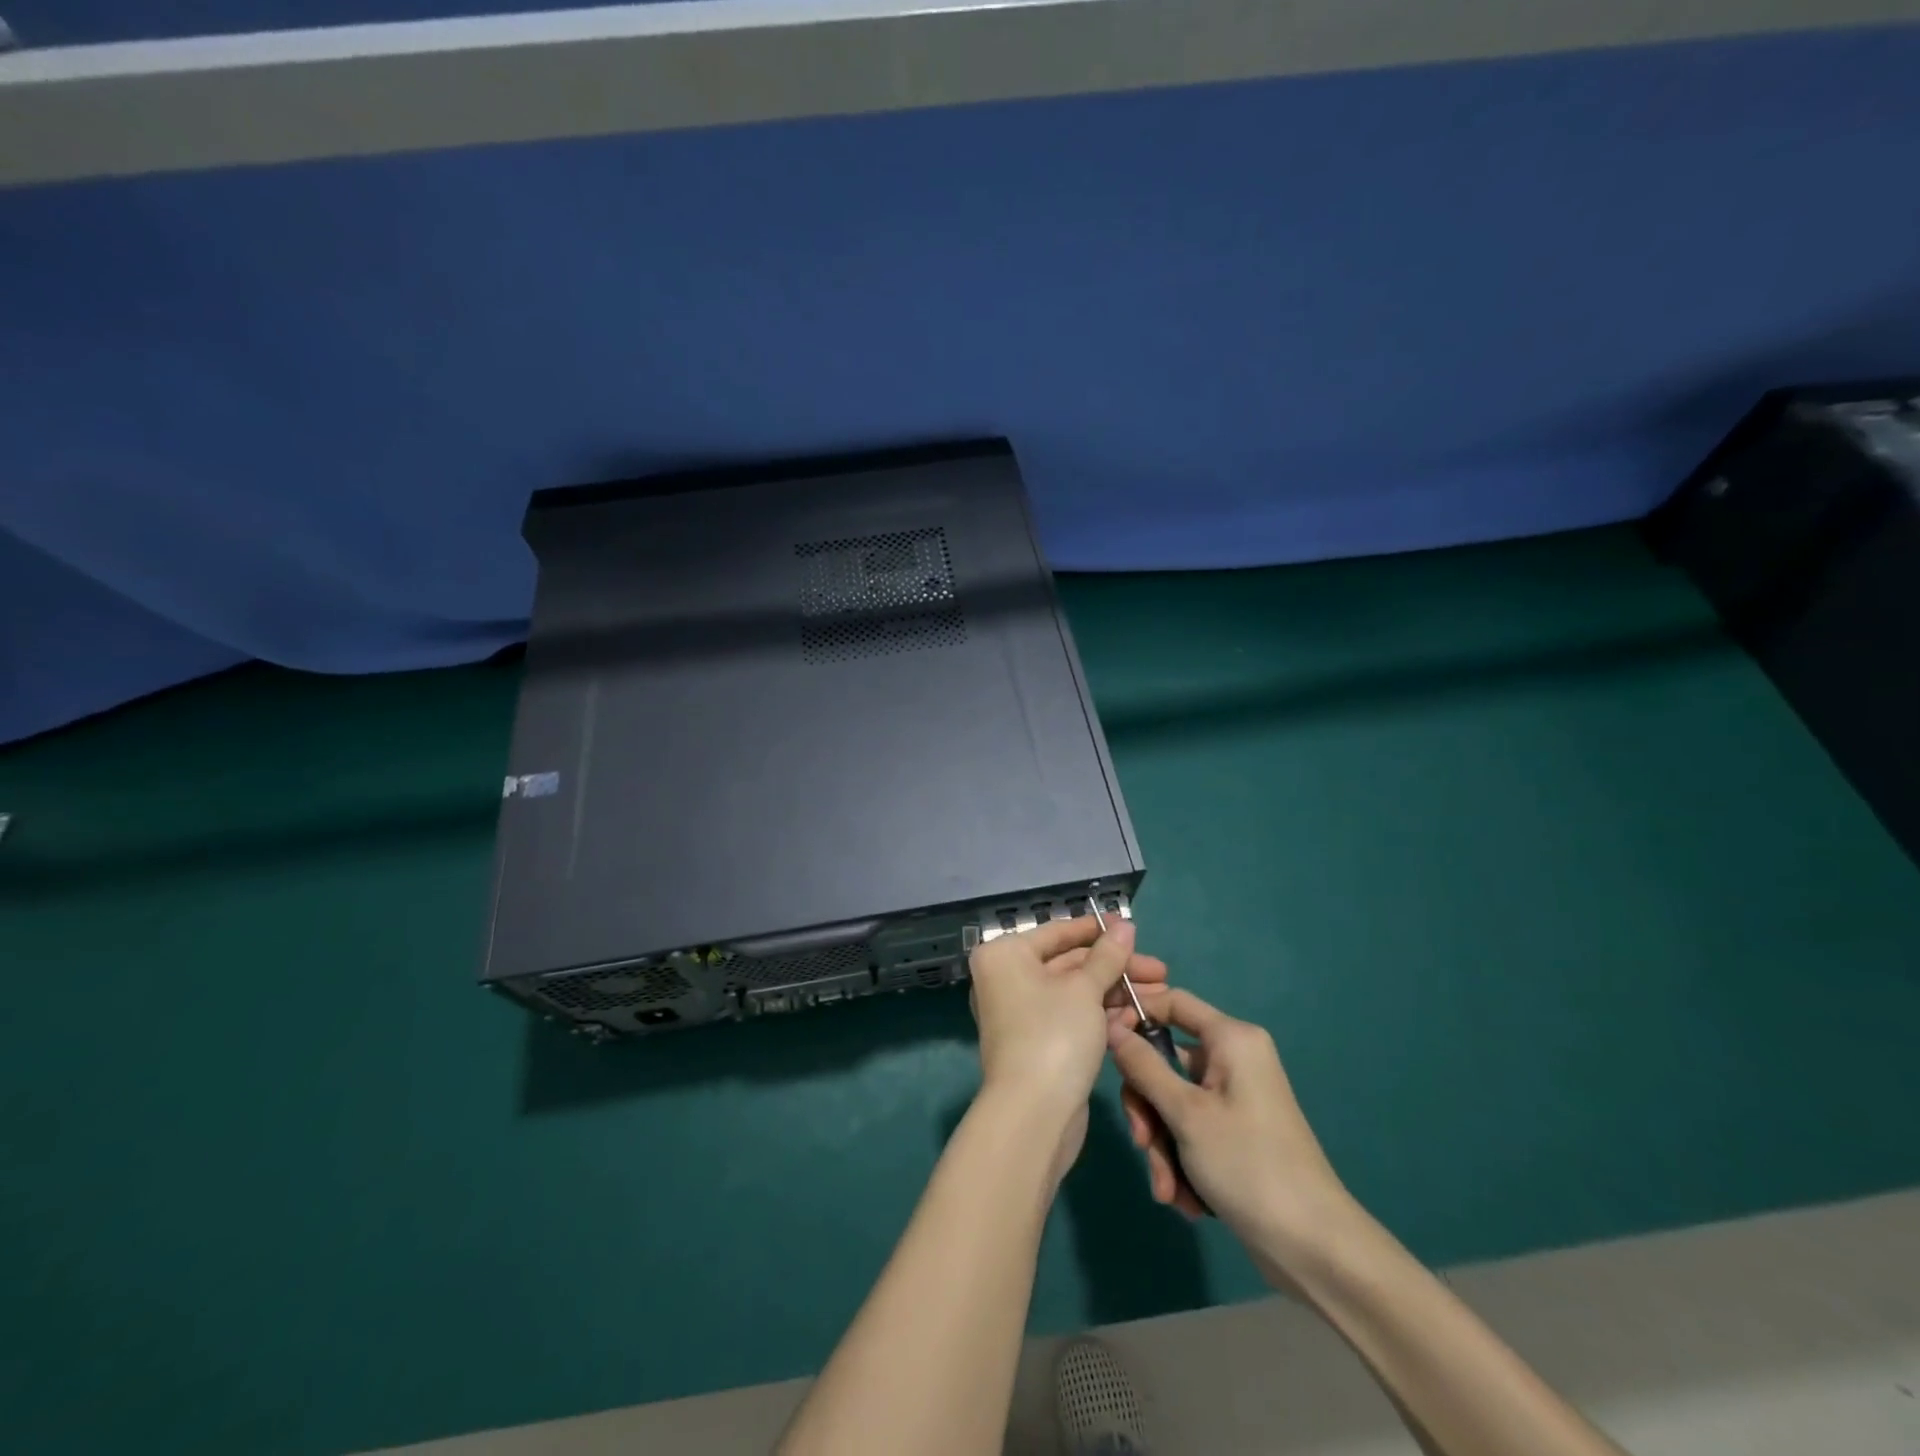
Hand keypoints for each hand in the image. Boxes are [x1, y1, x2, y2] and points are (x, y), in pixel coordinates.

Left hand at [968, 916, 1166, 1177]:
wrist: (1034, 1115)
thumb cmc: (1054, 1035)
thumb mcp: (1085, 989)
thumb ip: (1107, 955)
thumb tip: (1124, 924)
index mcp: (1005, 955)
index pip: (1058, 932)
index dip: (1098, 930)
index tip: (1134, 929)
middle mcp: (1007, 979)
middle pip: (1069, 963)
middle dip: (1116, 966)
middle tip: (1160, 971)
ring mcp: (1022, 1013)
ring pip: (1075, 991)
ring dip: (1115, 991)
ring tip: (1161, 993)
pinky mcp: (1039, 1042)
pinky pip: (1073, 1016)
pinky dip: (1102, 1014)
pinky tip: (1138, 1016)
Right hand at [1109, 987, 1356, 1271]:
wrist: (1314, 1248)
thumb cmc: (1248, 1165)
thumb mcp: (1185, 1113)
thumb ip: (1143, 1066)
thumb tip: (1110, 1026)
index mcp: (1231, 1039)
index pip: (1172, 1001)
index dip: (1134, 1014)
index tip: (1102, 1041)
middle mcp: (1233, 1060)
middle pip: (1166, 1060)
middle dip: (1148, 1108)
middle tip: (1142, 1143)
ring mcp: (1234, 1098)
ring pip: (1173, 1102)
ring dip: (1162, 1145)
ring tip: (1169, 1189)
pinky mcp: (1235, 1132)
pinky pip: (1191, 1130)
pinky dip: (1181, 1160)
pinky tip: (1185, 1198)